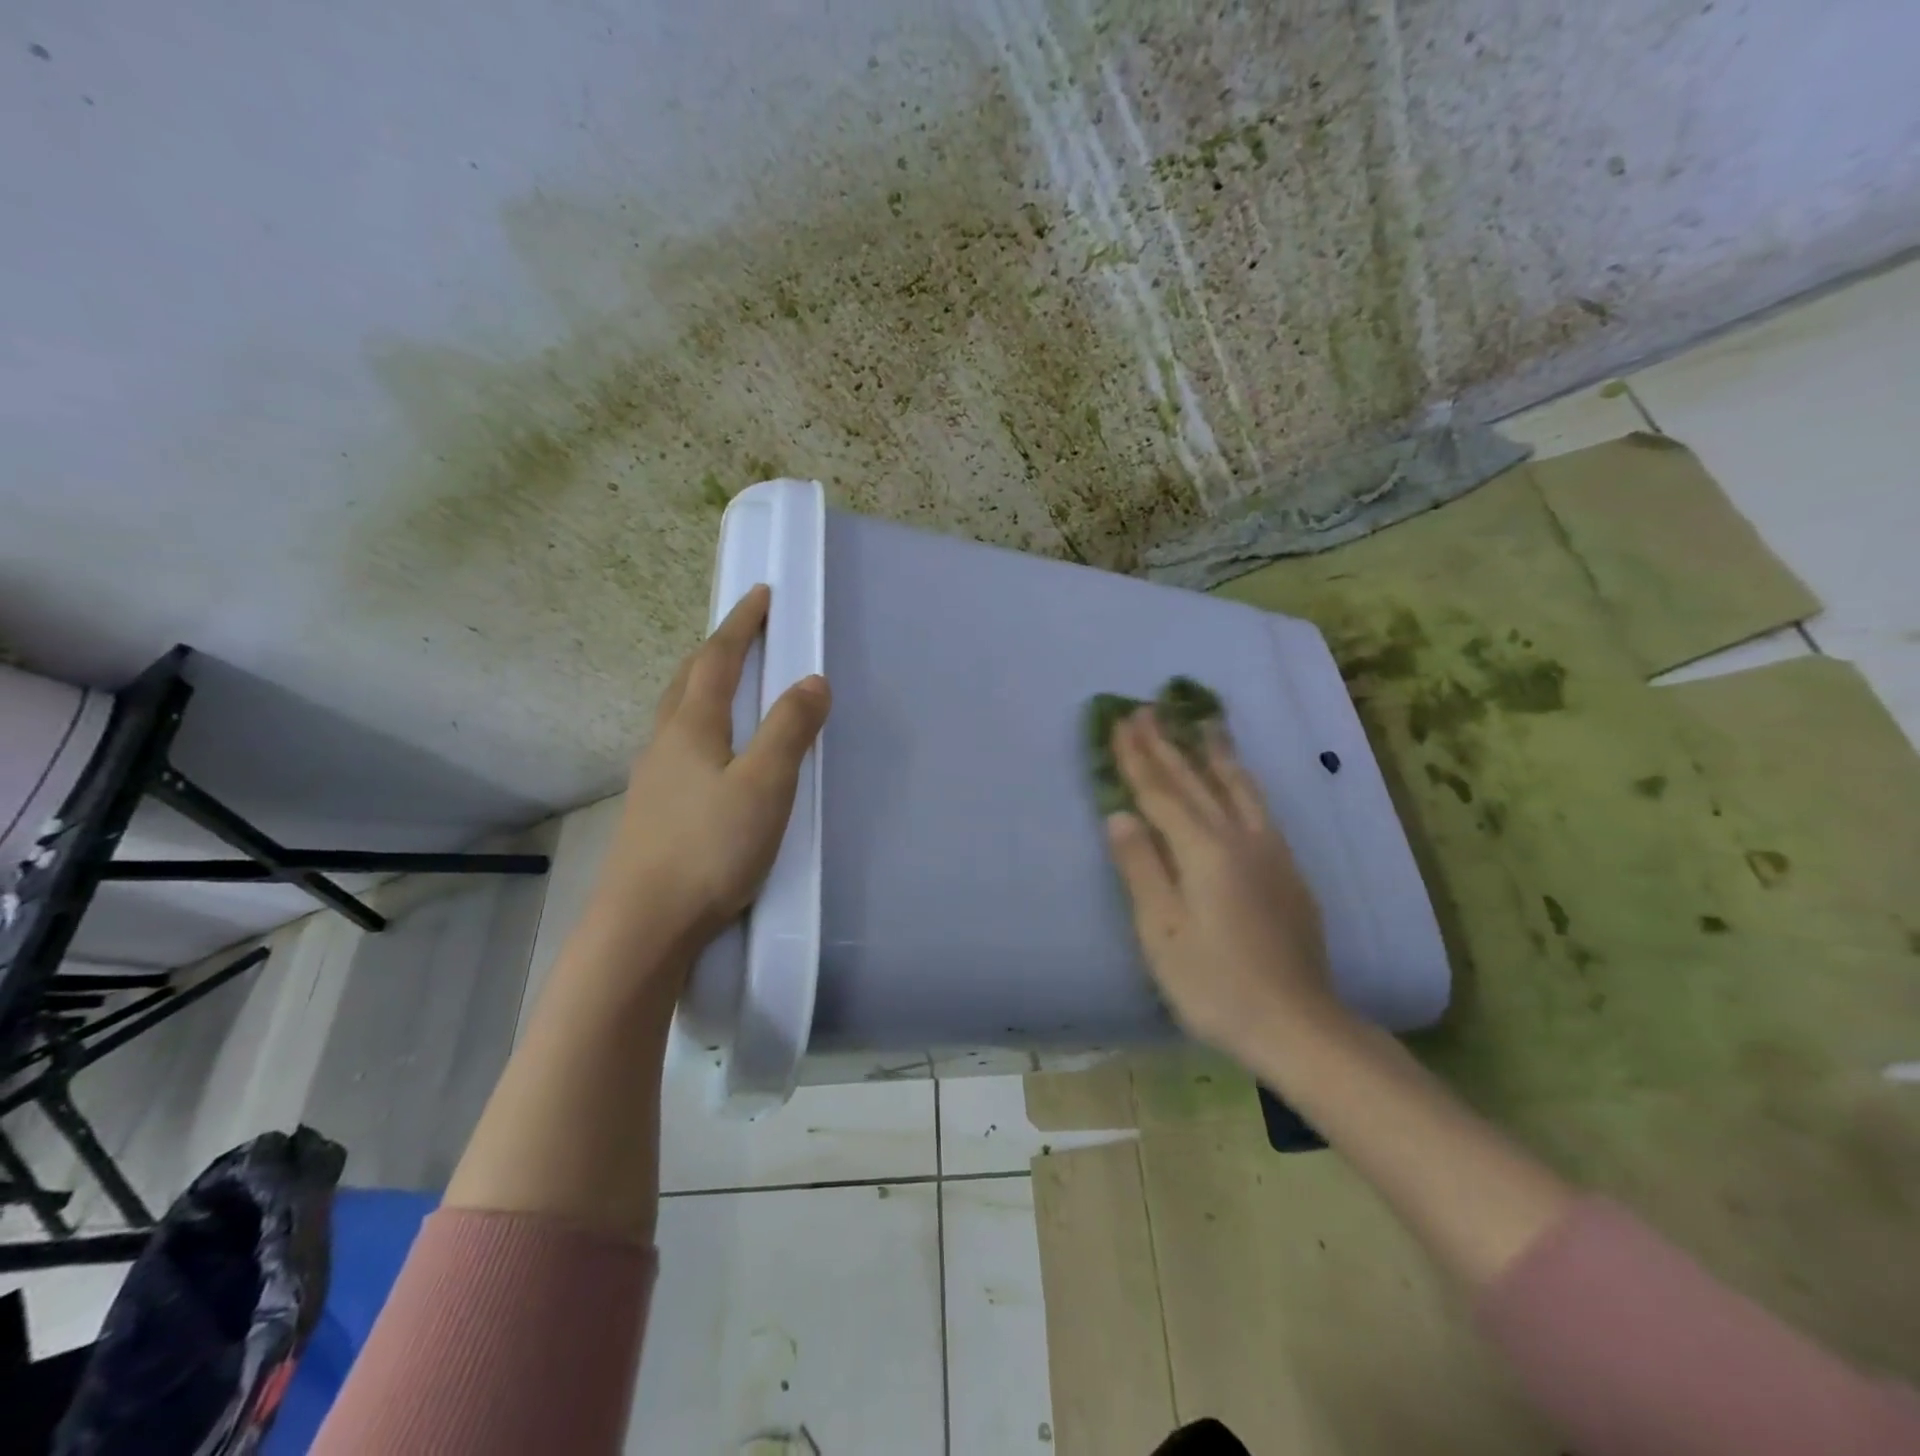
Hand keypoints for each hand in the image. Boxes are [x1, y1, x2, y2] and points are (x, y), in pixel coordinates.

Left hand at [582, 584, 830, 962]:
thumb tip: (812, 681)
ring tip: (727, 684)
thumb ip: (790, 730)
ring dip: (702, 685)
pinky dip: (699, 724)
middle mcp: (666, 742)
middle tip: (743, 633)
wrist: (644, 924)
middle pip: (688, 680)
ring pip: (677, 713)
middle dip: (717, 649)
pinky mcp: (653, 810)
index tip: (760, 594)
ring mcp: (653, 778)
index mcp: (693, 727)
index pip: (717, 659)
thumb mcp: (765, 784)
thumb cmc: (710, 847)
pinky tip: (710, 752)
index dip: (741, 625)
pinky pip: (678, 745)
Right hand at [1105, 708, 1337, 1060]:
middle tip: (1148, 709)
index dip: (1138, 758)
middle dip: (1168, 744)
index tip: (1121, 723)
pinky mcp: (1288, 871)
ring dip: (1215, 753)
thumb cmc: (1215, 984)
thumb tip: (1119, 815)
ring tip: (1206, 722)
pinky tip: (1241, 782)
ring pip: (1238, 787)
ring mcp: (1270, 853)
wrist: (1298, 1024)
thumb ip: (1141, 868)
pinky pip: (1259, 807)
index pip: (1161, 793)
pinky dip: (1242, 782)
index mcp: (1203, 851)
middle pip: (1196, 781)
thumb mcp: (1161, 931)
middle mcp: (1240, 839)